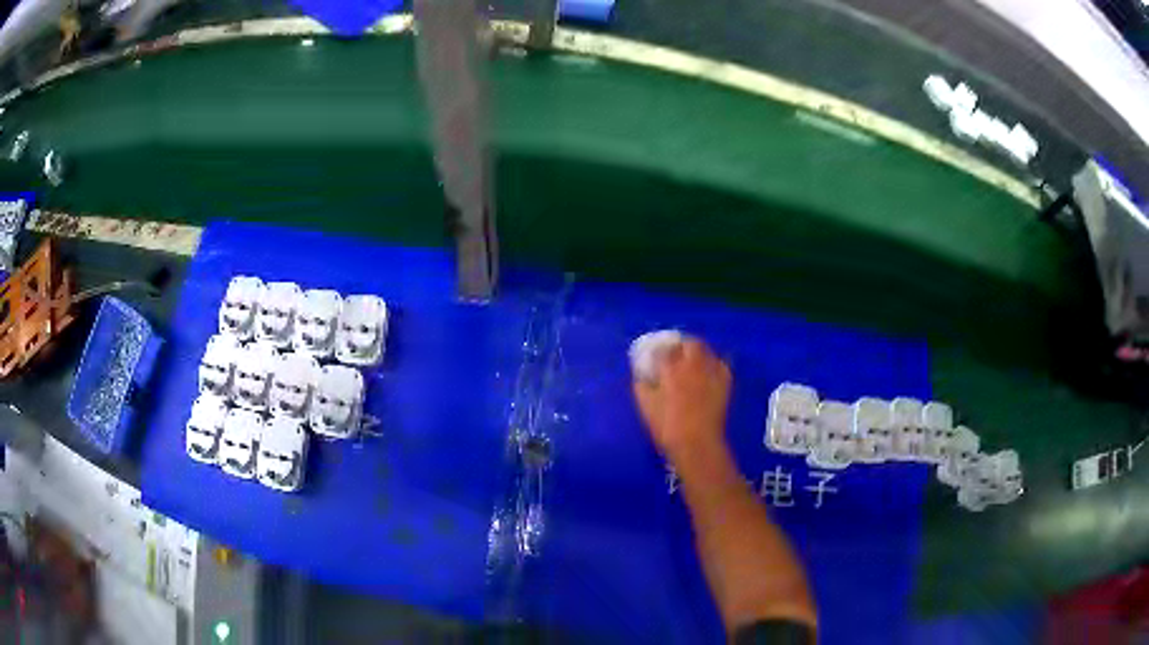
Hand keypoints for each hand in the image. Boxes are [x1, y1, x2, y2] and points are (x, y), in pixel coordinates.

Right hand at [633, 338, 731, 463]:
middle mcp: (694, 364)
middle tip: (675, 354)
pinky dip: (713, 363)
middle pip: (690, 343)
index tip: (655, 356)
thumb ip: (642, 386)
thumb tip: (642, 377)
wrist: (696, 443)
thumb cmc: (667, 426)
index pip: (665, 349)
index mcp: (672, 368)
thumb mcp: (645, 406)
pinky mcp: (725, 383)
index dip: (659, 350)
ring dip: (698, 352)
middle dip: (682, 345)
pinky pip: (721, 364)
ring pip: (707, 351)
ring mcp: (712, 372)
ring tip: (692, 361)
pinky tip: (708, 371)